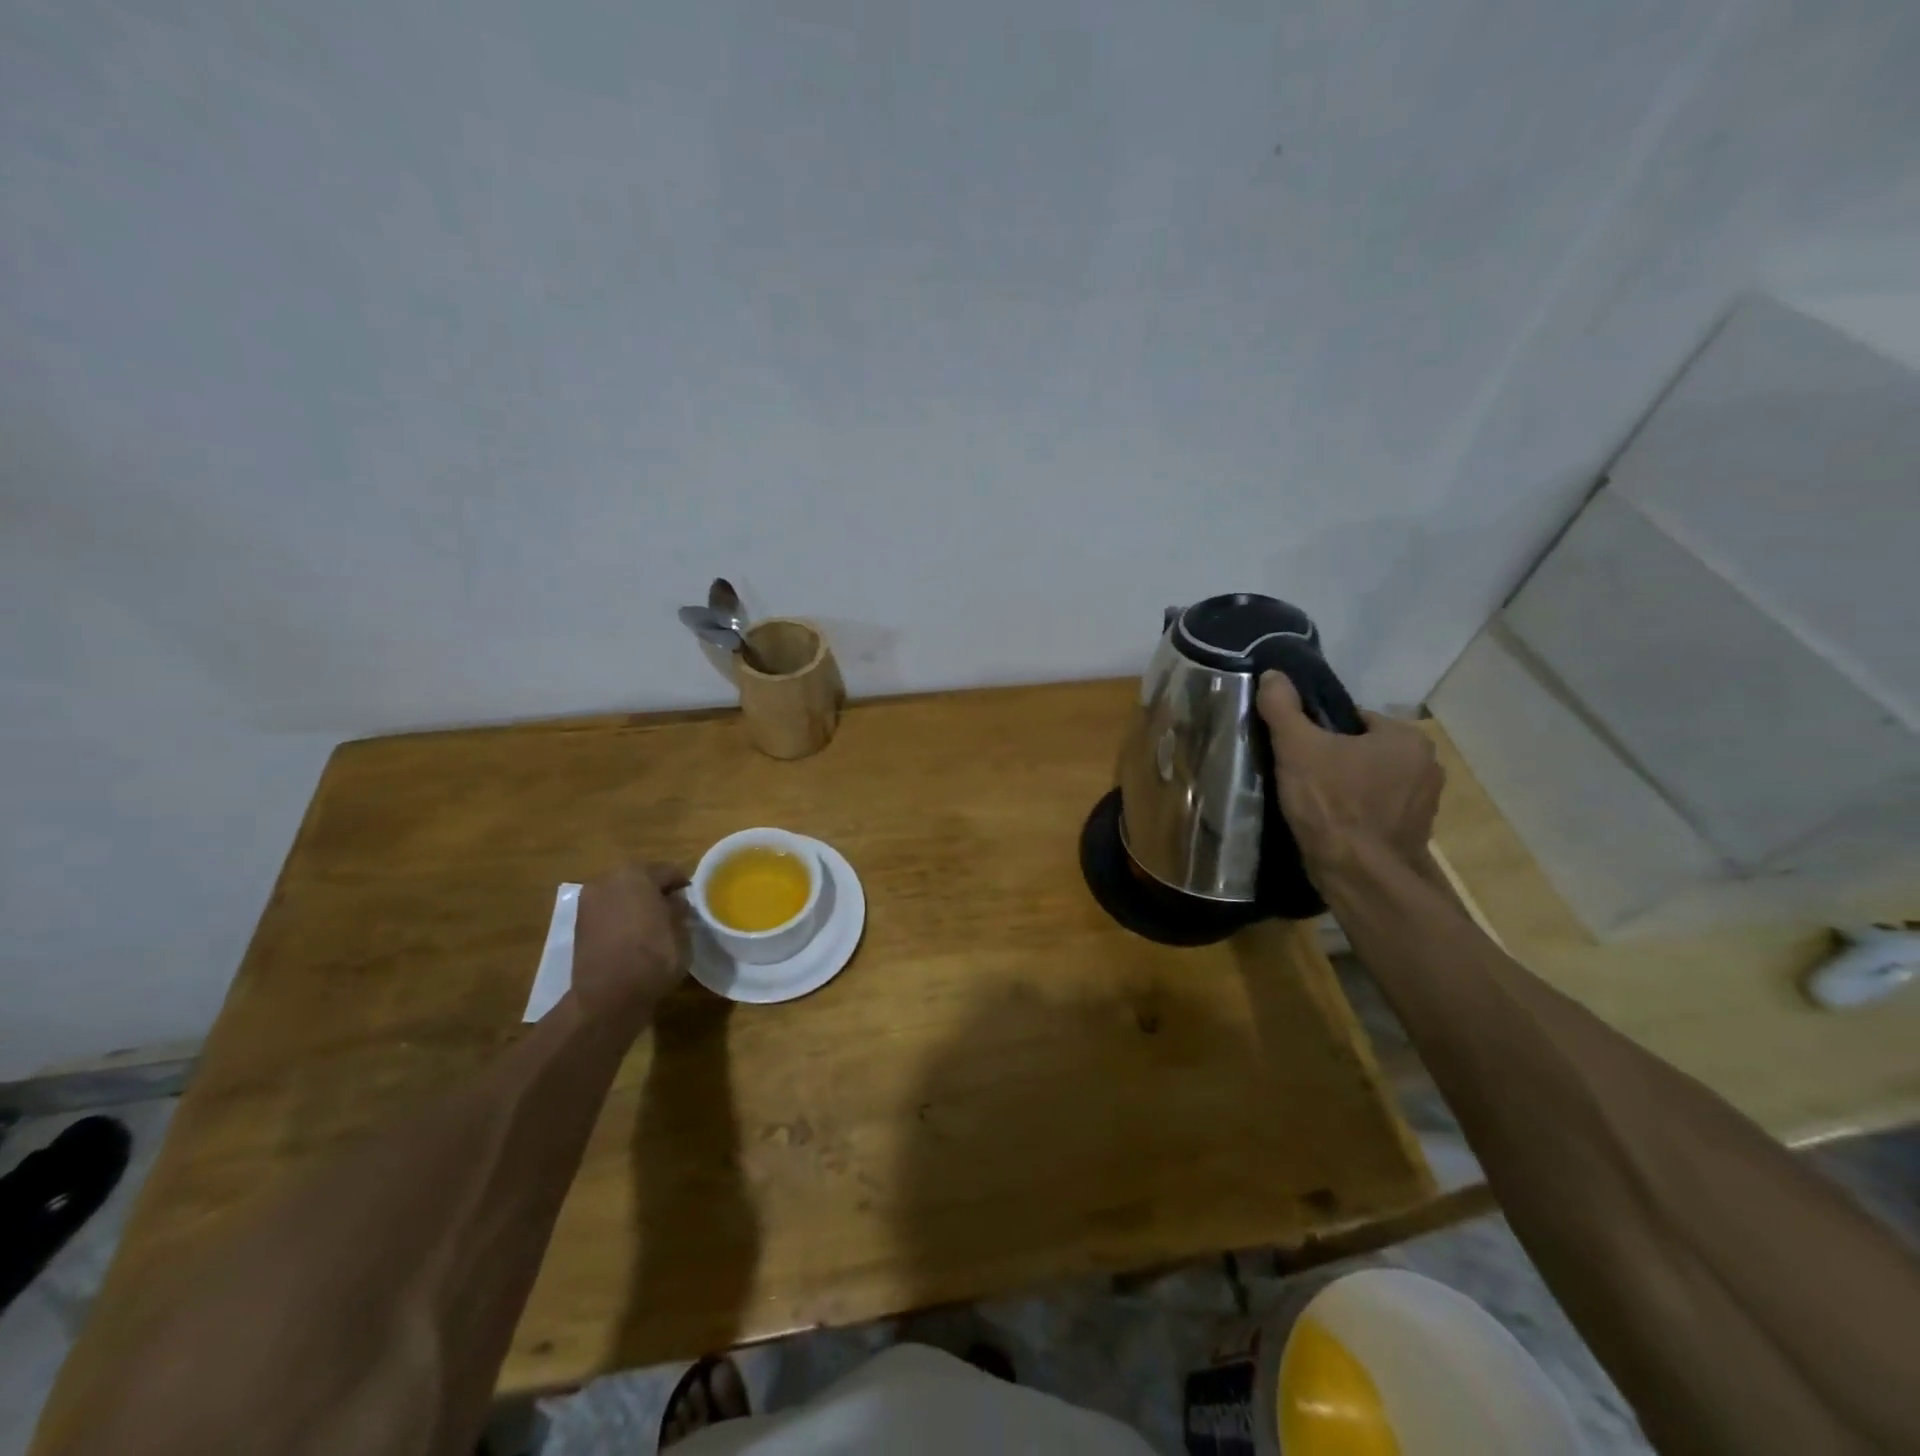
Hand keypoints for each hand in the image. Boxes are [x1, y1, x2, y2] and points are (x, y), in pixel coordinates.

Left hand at [571, 863, 690, 1016]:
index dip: (683, 884)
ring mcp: (589, 902)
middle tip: (674, 909)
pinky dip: (621, 918)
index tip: (694, 898)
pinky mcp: (579, 925)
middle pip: (640, 879)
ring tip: (654, 924)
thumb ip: (680, 909)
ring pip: (622, 895)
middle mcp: (608, 880)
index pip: (668, 871)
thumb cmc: (653, 957)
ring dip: (637, 904)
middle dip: (657, 892)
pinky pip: (608, 912)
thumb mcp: (681, 930)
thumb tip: (676, 902)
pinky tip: (634, 935)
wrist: (608, 997)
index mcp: (636, 874)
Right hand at [1257, 671, 1443, 876]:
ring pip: (1373, 781)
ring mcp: (1426, 803)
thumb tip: (1273, 674)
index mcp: (1406, 737)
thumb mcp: (1297, 748)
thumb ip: (1283, 708)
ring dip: (1349, 788)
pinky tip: (1333, 825)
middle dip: (1336, 761)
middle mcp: (1427, 765)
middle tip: (1302, 777)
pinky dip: (1359, 814)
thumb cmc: (1332, 804)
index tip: (1299, 752)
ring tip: (1315, 804)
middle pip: (1365, 750)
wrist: (1360, 876)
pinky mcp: (1417, 834)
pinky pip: (1380, 811)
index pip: (1354, 720)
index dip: (1320, 733)